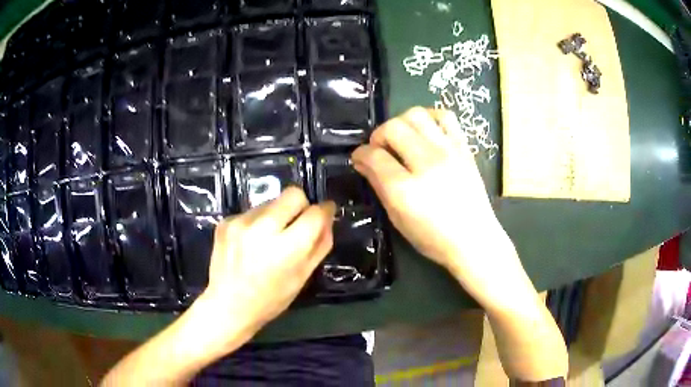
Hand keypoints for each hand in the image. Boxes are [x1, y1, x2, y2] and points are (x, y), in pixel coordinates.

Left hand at [201, 187, 335, 344]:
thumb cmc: (271, 299)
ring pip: (271, 201)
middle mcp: (262, 229)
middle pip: (293, 194)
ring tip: (269, 239)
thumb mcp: (303, 277)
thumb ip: (320, 244)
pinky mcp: (226, 221)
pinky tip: (250, 243)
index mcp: (286, 249)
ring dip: (277, 215)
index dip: (325, 211)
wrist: (227, 305)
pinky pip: (252, 211)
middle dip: (301, 205)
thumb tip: (327, 216)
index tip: (325, 212)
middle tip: (296, 224)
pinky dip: (257, 222)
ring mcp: (240, 222)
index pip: (315, 213)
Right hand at [352, 107, 527, 309]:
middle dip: (378, 136)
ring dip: (401, 122)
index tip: (359, 158)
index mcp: (405, 189)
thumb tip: (362, 161)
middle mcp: (426, 163)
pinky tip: (425, 132)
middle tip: (380, 150)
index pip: (374, 156)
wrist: (474, 239)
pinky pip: (444, 116)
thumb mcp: (397, 218)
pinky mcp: (463, 147)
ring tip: (402, 138)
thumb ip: (378, 186)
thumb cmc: (433, 237)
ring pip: (416, 115)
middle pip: (393, 128)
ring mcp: (448, 151)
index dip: (360, 154)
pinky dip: (430, 117)